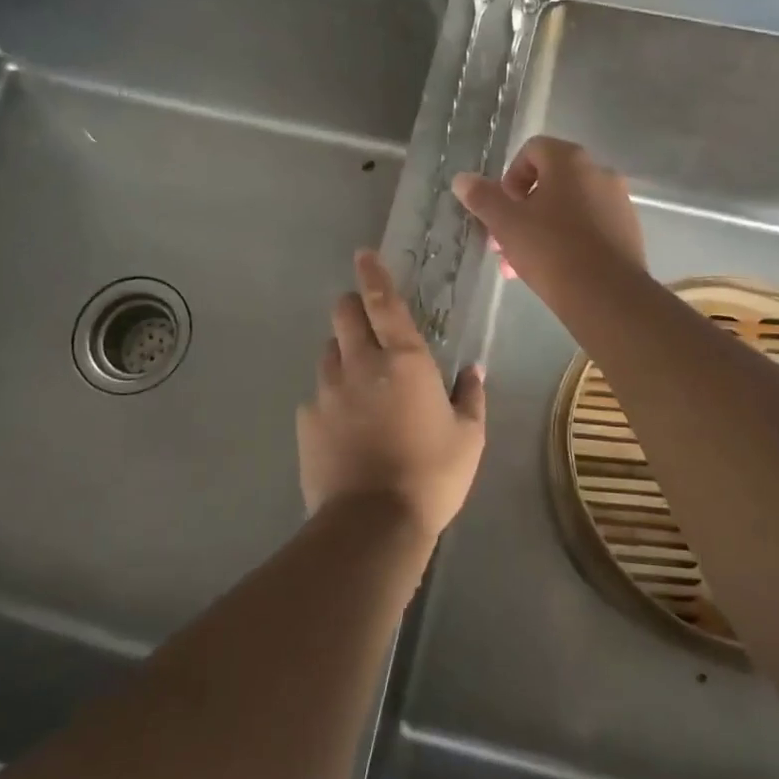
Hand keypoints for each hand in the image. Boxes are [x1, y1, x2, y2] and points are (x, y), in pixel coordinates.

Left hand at [297, 250, 487, 540]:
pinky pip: (317, 394)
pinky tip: (344, 424)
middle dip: (352, 308)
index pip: (384, 302)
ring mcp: (327, 390)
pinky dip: (331, 397)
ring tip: (359, 381)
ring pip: (328, 351)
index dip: (373, 273)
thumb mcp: (469, 438)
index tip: (363, 254)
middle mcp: (360, 364)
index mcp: (404, 360)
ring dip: (342, 353)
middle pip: (343, 314)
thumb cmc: (432, 475)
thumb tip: (472, 371)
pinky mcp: (307, 419)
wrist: (373, 524)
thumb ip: (470, 397)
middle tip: (367, 324)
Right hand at [452, 136, 646, 312]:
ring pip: (567, 209)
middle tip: (503, 243)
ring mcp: (618, 203)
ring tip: (520, 265)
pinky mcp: (628, 233)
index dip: (509, 178)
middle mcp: (599, 173)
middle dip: (521, 212)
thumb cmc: (551, 250)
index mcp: (570, 161)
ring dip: (540, 230)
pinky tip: (552, 272)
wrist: (607, 296)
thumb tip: (461, 179)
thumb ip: (482, 197)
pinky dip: (567, 242)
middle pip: (549, 183)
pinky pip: (589, 228)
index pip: (532, 151)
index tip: (501, 209)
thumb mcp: (506, 223)